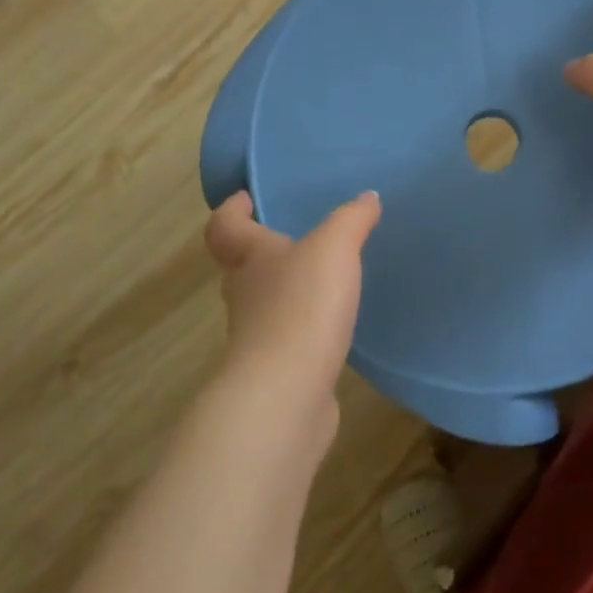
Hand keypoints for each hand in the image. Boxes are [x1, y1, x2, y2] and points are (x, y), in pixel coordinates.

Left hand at [204, 190, 380, 414]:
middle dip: (264, 251)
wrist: (286, 394)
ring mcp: (256, 337)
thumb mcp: (334, 248)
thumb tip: (368, 197)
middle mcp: (245, 295)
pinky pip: (288, 338)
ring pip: (265, 304)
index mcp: (251, 259)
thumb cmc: (302, 307)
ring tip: (323, 281)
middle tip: (296, 238)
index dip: (232, 211)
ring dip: (287, 292)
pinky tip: (332, 327)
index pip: (225, 228)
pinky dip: (305, 328)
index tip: (246, 198)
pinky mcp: (276, 370)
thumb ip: (352, 219)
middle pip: (243, 267)